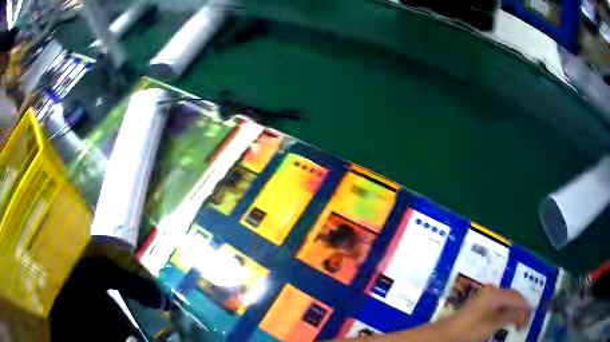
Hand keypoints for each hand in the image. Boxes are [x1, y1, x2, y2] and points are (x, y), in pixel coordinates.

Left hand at [439, 285, 530, 340]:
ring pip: (506, 300)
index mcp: (495, 293)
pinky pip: (499, 304)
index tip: (530, 318)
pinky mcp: (481, 302)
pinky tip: (507, 319)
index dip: (525, 307)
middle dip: (520, 308)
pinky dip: (505, 311)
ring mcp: (486, 295)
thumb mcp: (492, 325)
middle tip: (524, 321)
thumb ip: (510, 316)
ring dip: (513, 310)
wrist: (444, 334)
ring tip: (518, 322)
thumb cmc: (468, 330)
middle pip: (512, 296)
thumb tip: (525, 312)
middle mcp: (492, 290)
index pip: (517, 297)